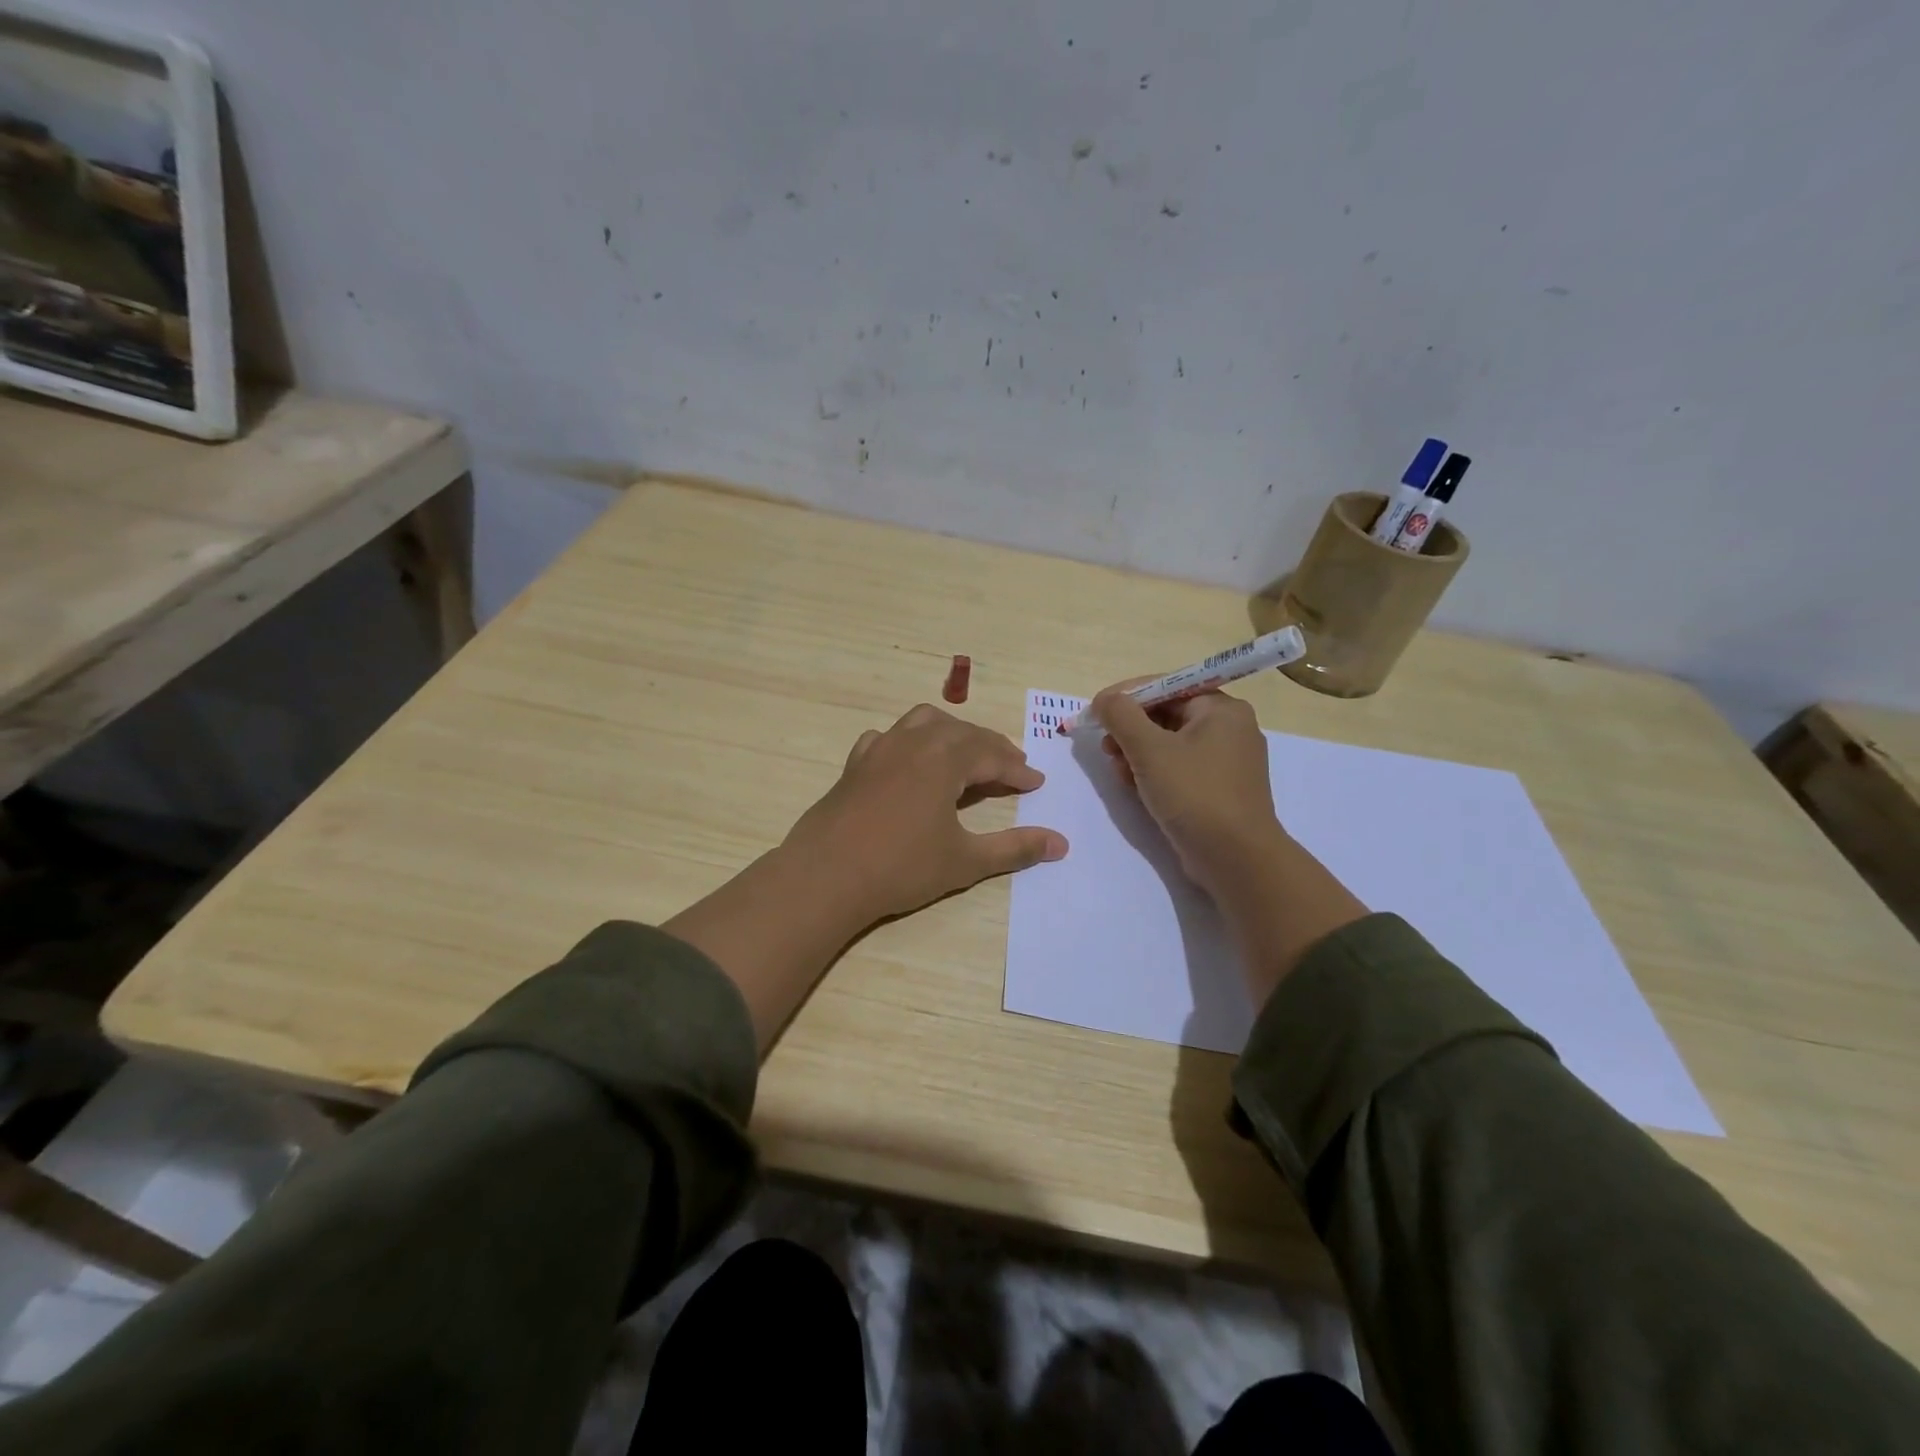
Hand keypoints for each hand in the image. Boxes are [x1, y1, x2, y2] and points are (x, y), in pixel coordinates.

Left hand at [782, 704, 1067, 925]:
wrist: (826, 876)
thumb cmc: (901, 868)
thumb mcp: (966, 860)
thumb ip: (1015, 848)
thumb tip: (1061, 844)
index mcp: (945, 759)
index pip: (993, 756)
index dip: (1018, 770)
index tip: (1037, 784)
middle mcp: (914, 742)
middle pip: (963, 733)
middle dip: (992, 748)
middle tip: (1012, 768)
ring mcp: (881, 749)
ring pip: (924, 722)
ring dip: (952, 734)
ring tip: (966, 755)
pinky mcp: (856, 764)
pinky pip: (888, 737)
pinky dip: (908, 741)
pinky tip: (908, 761)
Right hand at [1089, 681, 1367, 999]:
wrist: (1236, 859)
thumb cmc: (1194, 794)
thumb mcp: (1149, 750)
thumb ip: (1121, 716)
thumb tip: (1105, 699)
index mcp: (1221, 709)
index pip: (1166, 687)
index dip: (1126, 696)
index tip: (1095, 711)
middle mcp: (1229, 728)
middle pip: (1167, 715)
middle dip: (1130, 729)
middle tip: (1104, 746)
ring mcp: (1226, 762)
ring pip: (1169, 744)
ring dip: (1136, 752)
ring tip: (1116, 769)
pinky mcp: (1218, 790)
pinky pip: (1179, 768)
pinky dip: (1153, 772)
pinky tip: (1132, 786)